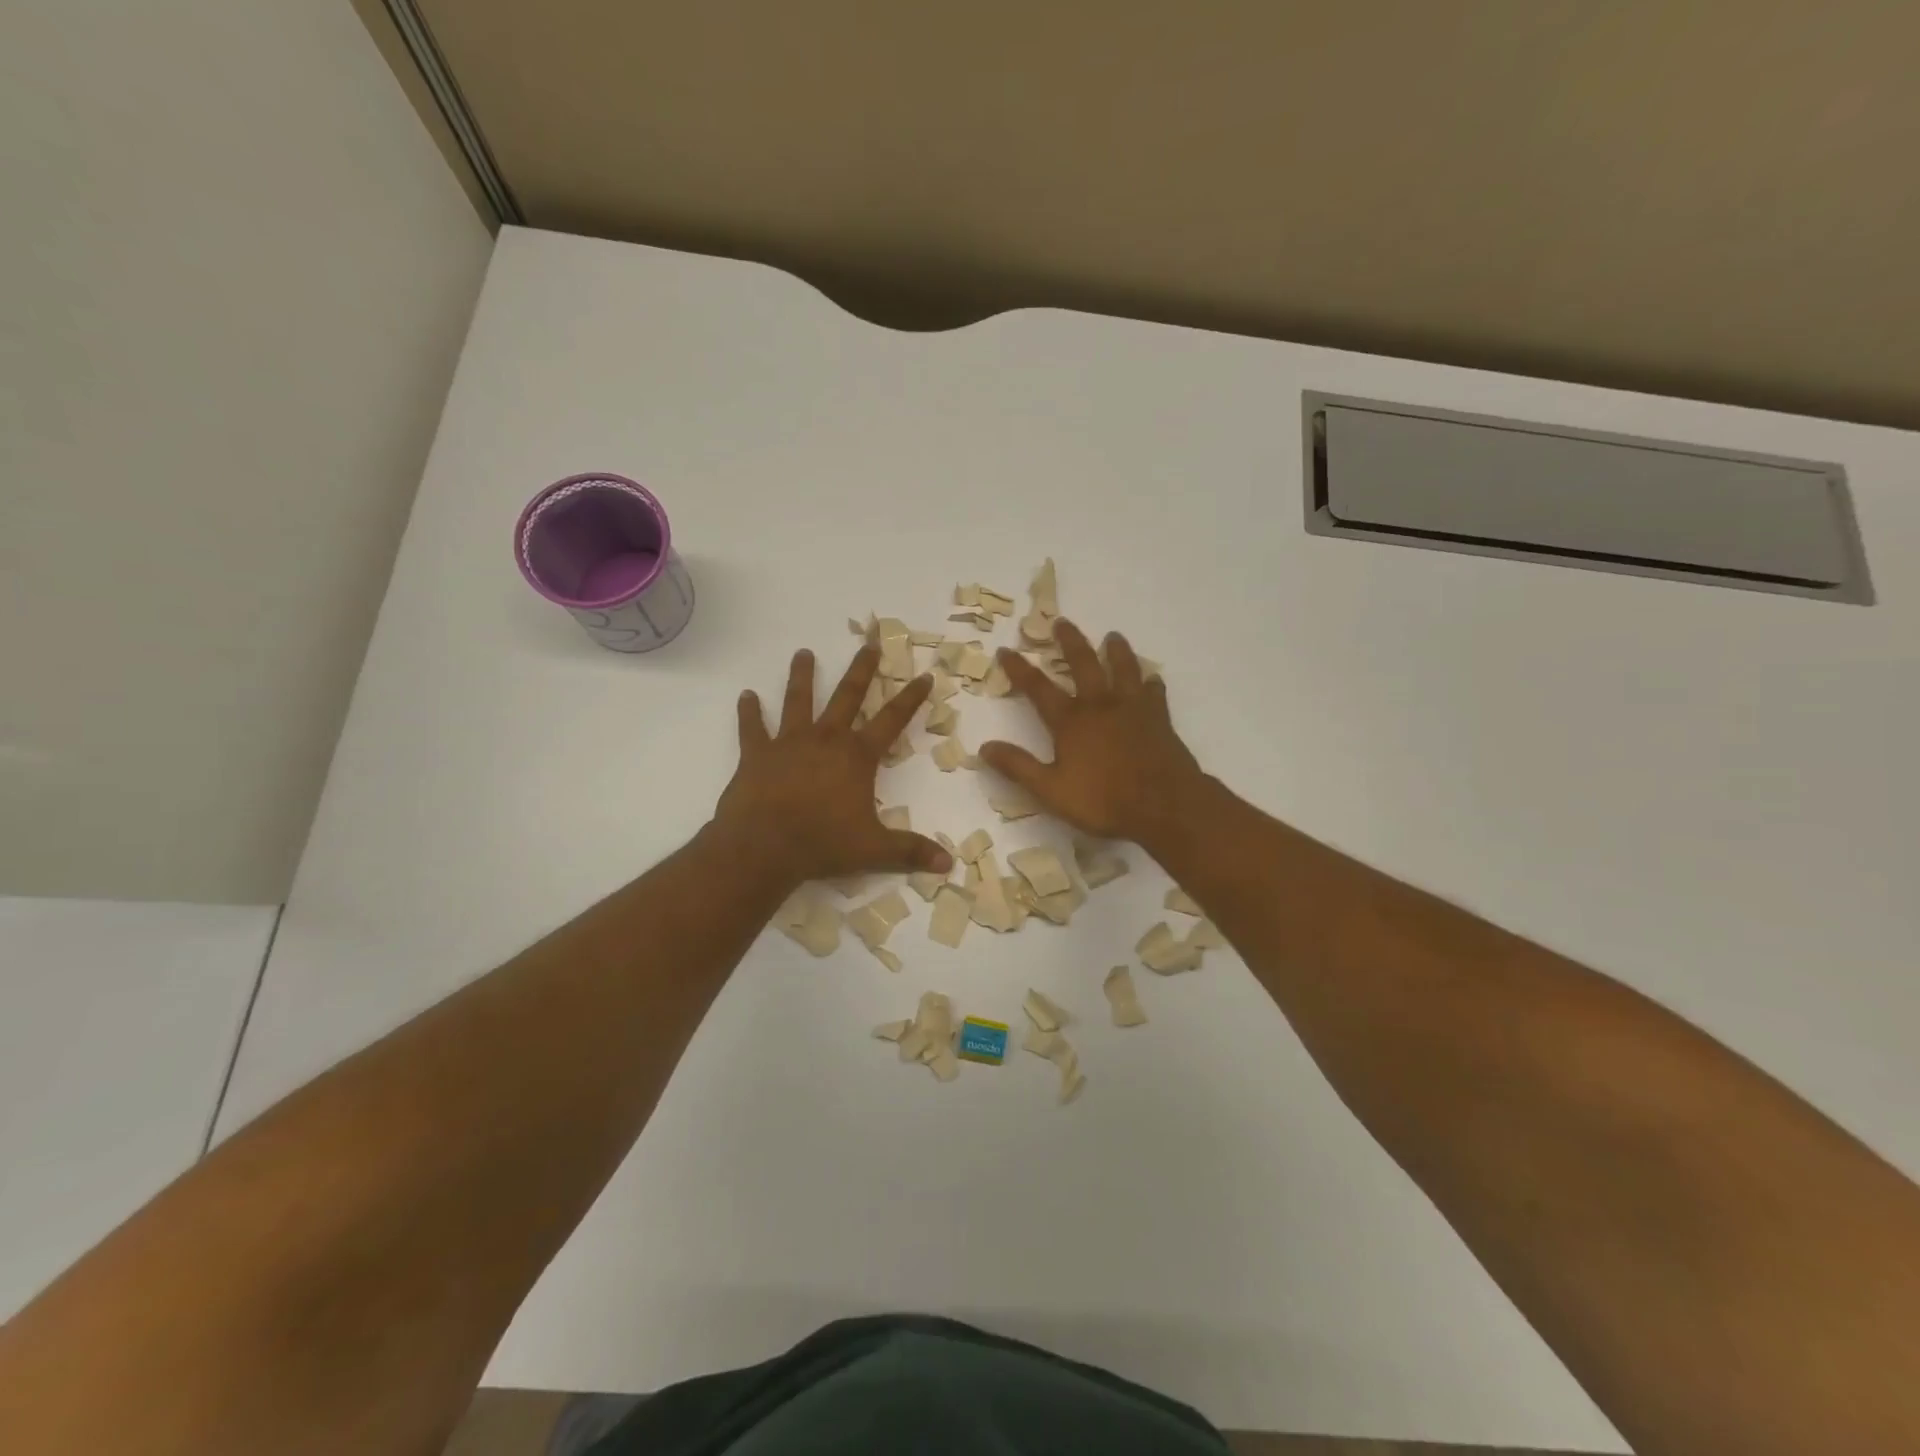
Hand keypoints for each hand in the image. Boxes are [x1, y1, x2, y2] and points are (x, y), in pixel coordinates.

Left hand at [715, 646, 954, 885]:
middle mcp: (826, 740)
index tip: (924, 675)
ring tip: (803, 653)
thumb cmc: (823, 844)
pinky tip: (745, 695)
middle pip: (847, 696)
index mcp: (857, 757)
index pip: (892, 720)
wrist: (764, 847)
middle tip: (869, 643)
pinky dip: (749, 712)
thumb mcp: (874, 850)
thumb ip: (911, 851)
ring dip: (801, 676)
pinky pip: (752, 728)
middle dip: (862, 670)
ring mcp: (789, 743)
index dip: (911, 698)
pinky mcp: (757, 754)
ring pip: (798, 701)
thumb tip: (949, 864)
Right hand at [979, 620, 1206, 845]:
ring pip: (1123, 669)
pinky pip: (1154, 692)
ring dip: (1115, 651)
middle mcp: (1100, 705)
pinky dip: (1150, 682)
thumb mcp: (1051, 790)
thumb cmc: (1103, 800)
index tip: (1006, 650)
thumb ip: (1018, 767)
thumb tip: (985, 747)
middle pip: (1083, 664)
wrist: (1164, 804)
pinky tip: (1152, 679)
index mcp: (1071, 722)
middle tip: (1062, 622)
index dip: (1019, 669)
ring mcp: (1133, 708)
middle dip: (1069, 642)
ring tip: (1112, 636)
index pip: (1038, 688)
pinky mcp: (1160, 718)